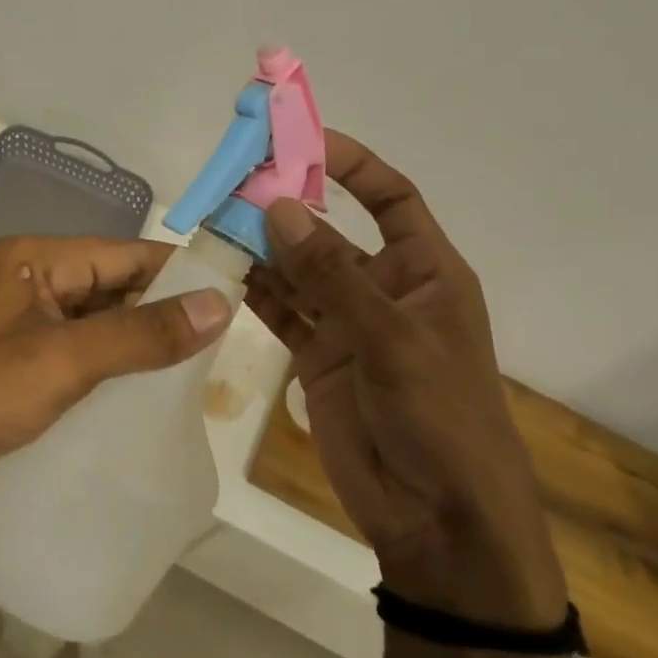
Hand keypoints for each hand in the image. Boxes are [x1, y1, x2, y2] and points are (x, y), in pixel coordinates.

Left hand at [0, 235, 233, 516]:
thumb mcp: (65, 360)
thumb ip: (143, 333)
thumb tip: (220, 305)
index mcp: (37, 258)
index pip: (126, 254)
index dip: (179, 276)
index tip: (230, 303)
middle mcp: (28, 279)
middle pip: (111, 287)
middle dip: (160, 316)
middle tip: (217, 351)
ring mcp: (17, 322)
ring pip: (94, 324)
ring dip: (134, 346)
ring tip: (190, 377)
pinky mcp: (10, 362)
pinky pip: (73, 354)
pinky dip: (105, 369)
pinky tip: (137, 398)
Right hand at [246, 133, 566, 629]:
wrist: (438, 517)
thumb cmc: (440, 416)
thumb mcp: (392, 338)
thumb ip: (331, 275)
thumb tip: (278, 207)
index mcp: (426, 271)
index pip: (390, 198)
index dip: (352, 165)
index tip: (302, 140)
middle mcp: (385, 289)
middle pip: (331, 232)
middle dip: (289, 208)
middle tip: (236, 184)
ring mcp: (349, 325)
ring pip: (300, 272)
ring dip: (264, 249)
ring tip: (217, 224)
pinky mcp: (319, 359)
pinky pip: (284, 313)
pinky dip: (257, 293)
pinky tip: (223, 273)